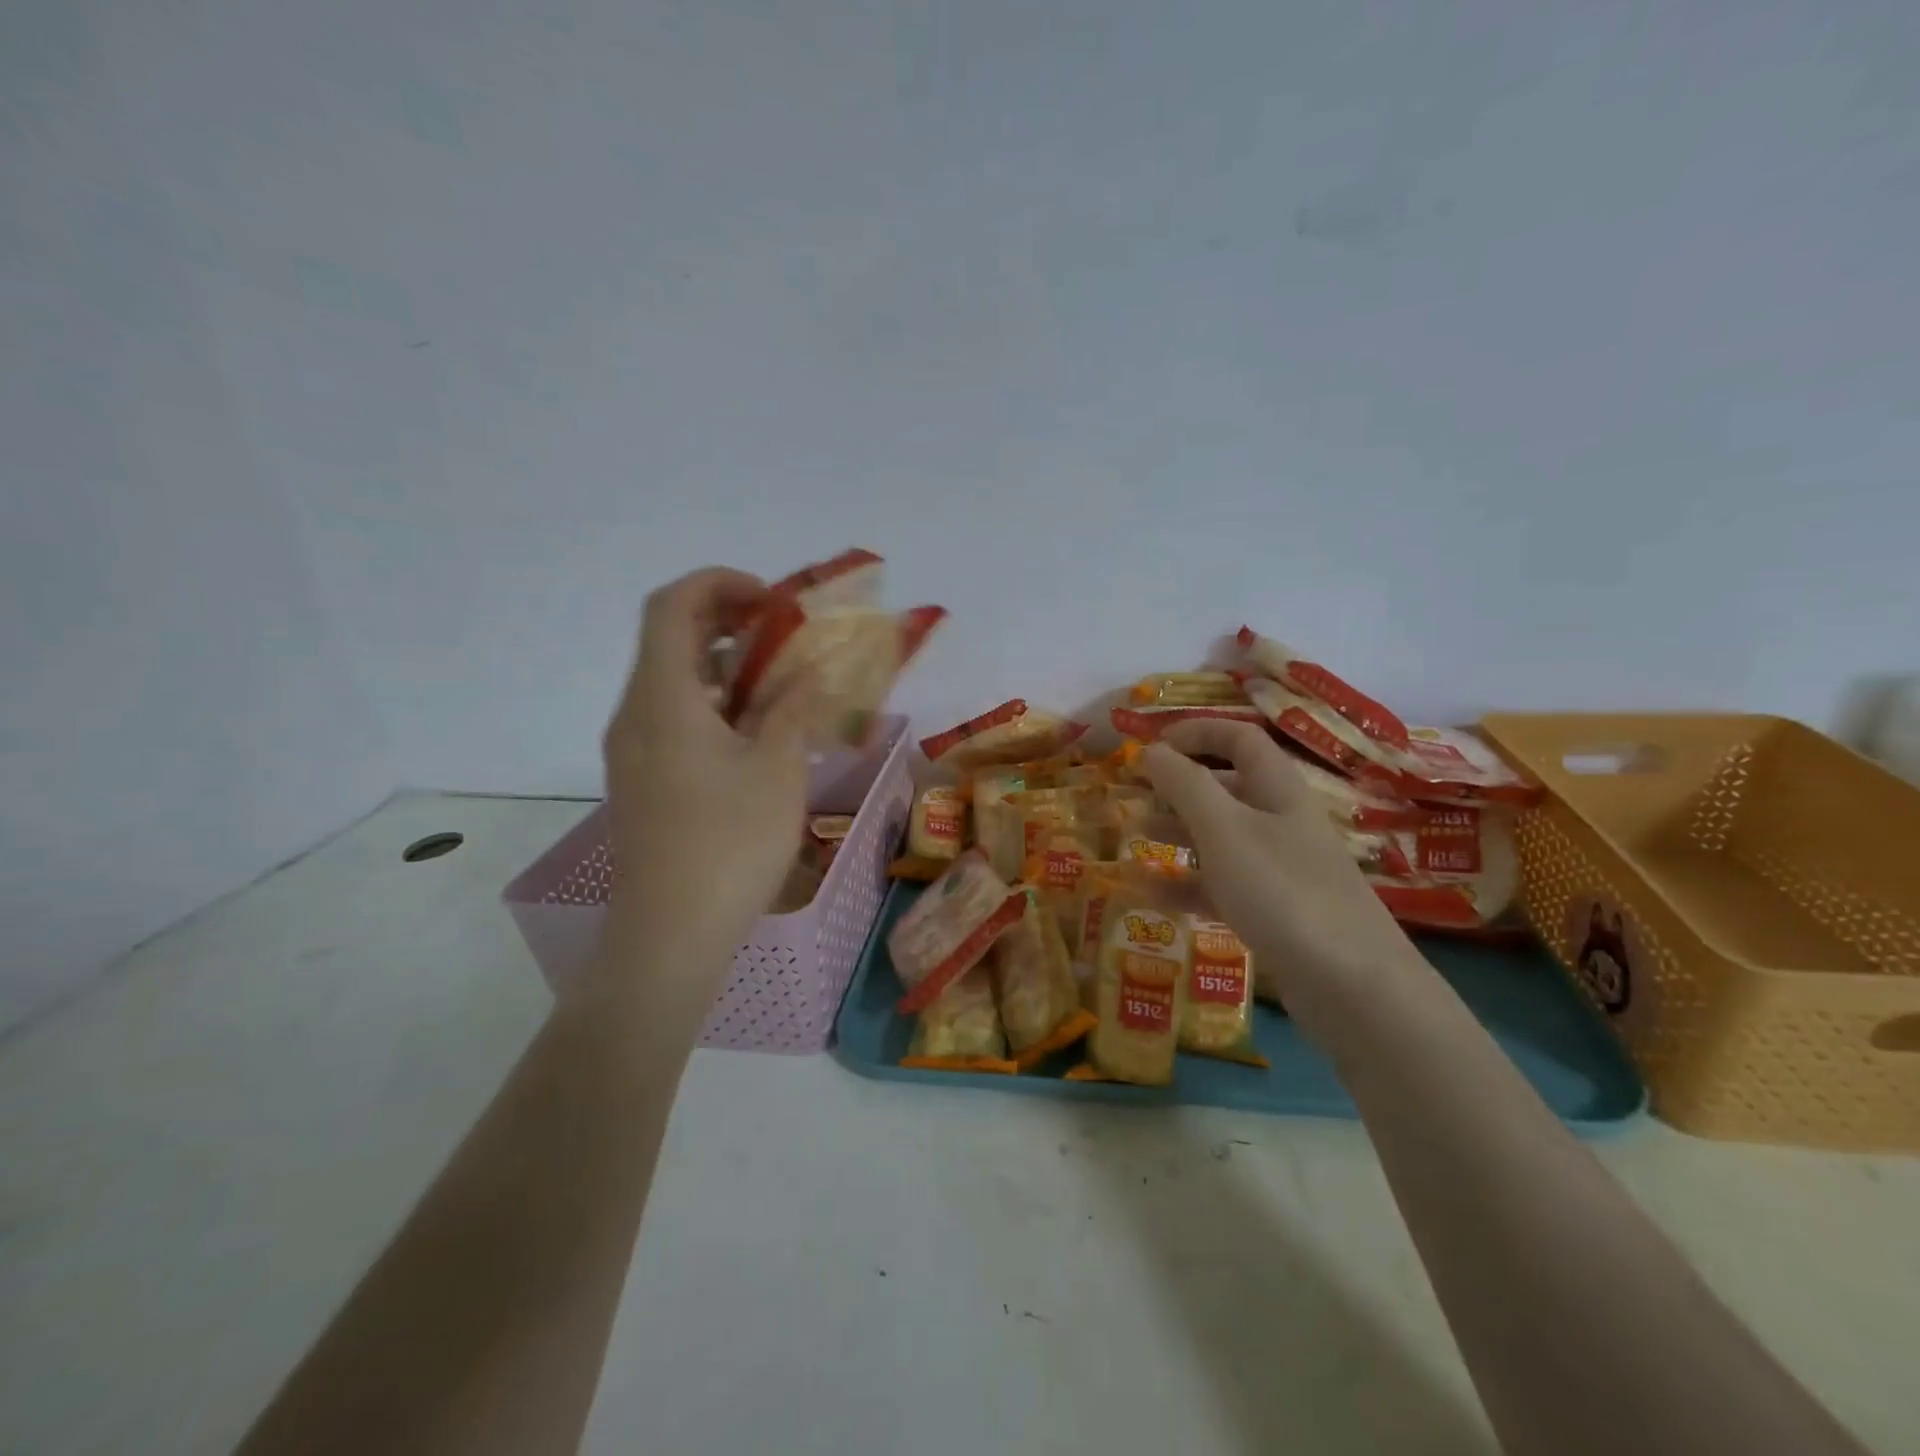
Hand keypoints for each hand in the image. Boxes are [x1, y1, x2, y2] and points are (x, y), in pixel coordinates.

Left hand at [600, 567, 817, 974]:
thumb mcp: (778, 769)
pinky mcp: (641, 780)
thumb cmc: (729, 843)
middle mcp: (634, 713)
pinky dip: (713, 703)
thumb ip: (792, 708)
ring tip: (780, 682)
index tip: (773, 601)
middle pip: (669, 638)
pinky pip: (672, 717)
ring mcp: (632, 749)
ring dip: (724, 666)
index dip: (721, 584)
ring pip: (673, 681)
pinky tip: (754, 732)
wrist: (669, 933)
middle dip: (728, 621)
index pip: (673, 605)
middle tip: (783, 634)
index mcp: (663, 698)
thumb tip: (808, 673)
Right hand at [1142, 720, 1431, 1038]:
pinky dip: (1188, 883)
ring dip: (1178, 832)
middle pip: (1227, 787)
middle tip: (1136, 798)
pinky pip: (1223, 886)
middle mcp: (1281, 822)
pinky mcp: (1275, 912)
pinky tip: (1151, 892)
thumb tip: (1151, 750)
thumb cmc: (1283, 891)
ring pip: (1221, 838)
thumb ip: (1184, 785)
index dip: (1196, 733)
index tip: (1151, 747)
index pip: (1239, 739)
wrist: (1353, 987)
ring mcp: (1280, 870)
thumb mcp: (1224, 830)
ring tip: (1135, 838)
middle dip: (1179, 787)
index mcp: (1277, 790)